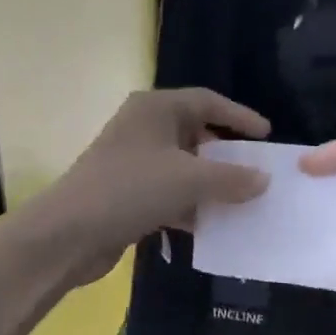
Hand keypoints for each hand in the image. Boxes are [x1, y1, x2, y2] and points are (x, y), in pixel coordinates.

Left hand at [39, 89, 272, 286]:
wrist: (69, 233)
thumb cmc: (131, 189)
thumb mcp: (189, 180)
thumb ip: (232, 178)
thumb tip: (264, 179)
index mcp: (156, 108)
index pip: (207, 101)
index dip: (239, 116)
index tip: (266, 135)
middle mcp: (143, 128)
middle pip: (195, 133)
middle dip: (225, 155)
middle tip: (255, 171)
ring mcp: (133, 161)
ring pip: (183, 167)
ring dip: (210, 184)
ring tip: (242, 201)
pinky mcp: (127, 193)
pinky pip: (168, 193)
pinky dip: (190, 205)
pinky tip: (211, 226)